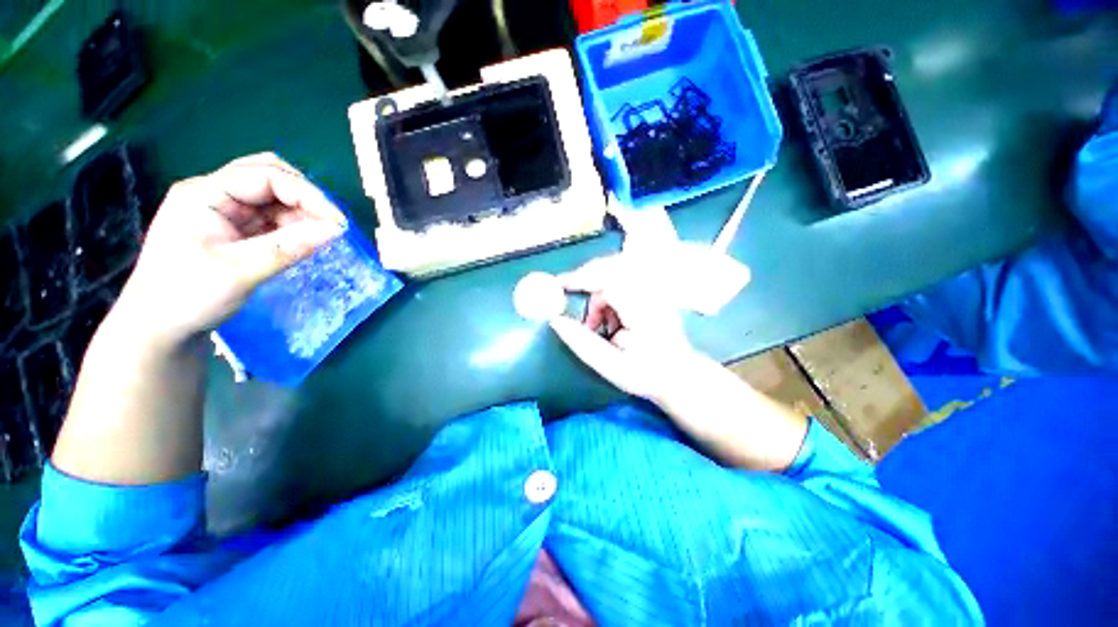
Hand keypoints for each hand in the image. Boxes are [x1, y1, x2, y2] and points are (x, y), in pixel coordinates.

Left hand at [116, 153, 346, 344]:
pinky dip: (293, 226)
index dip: (307, 194)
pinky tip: (305, 241)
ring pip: (273, 197)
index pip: (264, 176)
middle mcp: (213, 193)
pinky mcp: (234, 229)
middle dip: (305, 197)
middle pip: (268, 176)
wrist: (159, 328)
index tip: (338, 223)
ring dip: (301, 213)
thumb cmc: (187, 297)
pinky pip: (271, 217)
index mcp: (203, 194)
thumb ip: (289, 247)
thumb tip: (336, 231)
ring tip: (321, 236)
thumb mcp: (241, 272)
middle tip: (331, 224)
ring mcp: (223, 211)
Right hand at [550, 254, 808, 470]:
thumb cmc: (646, 375)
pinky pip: (621, 283)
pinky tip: (609, 322)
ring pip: (613, 276)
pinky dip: (607, 299)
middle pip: (610, 270)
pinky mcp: (650, 292)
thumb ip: (581, 343)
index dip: (580, 278)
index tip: (558, 284)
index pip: (607, 280)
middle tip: (575, 309)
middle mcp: (649, 293)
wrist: (679, 375)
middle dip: (586, 285)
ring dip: (598, 297)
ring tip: (596, 326)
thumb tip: (555, 320)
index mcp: (642, 310)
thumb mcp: (610, 366)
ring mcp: (652, 290)